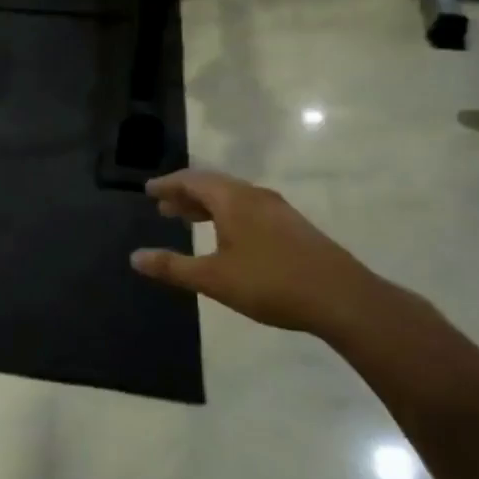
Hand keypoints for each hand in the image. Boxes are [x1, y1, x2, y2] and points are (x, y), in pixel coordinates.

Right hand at [131, 169, 391, 337]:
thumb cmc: (270, 283)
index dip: (167, 184)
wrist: (343, 299)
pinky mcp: (293, 227)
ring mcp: (278, 210)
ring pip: (233, 197)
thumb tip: (135, 258)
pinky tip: (227, 237)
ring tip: (188, 220)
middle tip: (163, 207)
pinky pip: (249, 208)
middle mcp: (255, 196)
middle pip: (213, 184)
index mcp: (233, 200)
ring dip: (207, 205)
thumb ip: (172, 267)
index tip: (148, 190)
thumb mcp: (213, 279)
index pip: (191, 180)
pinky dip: (226, 214)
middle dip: (185, 194)